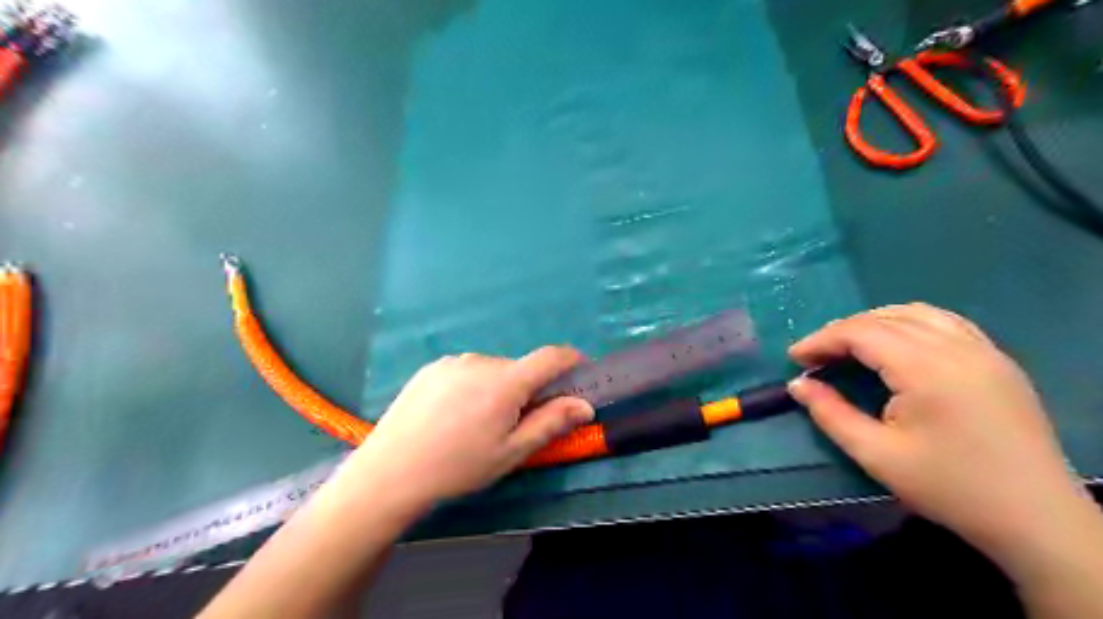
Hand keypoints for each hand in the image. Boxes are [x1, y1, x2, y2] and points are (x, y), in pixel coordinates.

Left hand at [344, 347, 594, 512]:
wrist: (390, 472)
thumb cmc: (458, 467)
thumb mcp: (512, 452)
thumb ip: (551, 423)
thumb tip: (585, 405)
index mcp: (505, 381)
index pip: (550, 356)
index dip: (571, 360)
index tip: (581, 371)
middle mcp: (480, 361)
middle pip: (519, 368)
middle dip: (527, 389)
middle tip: (514, 423)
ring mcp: (452, 361)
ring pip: (491, 370)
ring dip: (498, 388)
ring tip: (476, 423)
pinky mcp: (431, 367)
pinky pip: (466, 370)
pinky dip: (472, 386)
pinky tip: (451, 415)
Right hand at [785, 304, 1082, 555]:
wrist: (1035, 518)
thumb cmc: (948, 487)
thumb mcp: (875, 454)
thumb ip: (830, 413)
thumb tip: (798, 384)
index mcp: (926, 369)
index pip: (861, 332)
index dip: (821, 339)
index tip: (795, 358)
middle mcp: (956, 347)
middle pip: (885, 318)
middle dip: (842, 331)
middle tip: (816, 355)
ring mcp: (983, 350)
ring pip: (916, 313)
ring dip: (874, 322)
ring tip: (850, 346)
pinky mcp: (997, 361)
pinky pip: (945, 322)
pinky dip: (910, 323)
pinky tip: (897, 343)